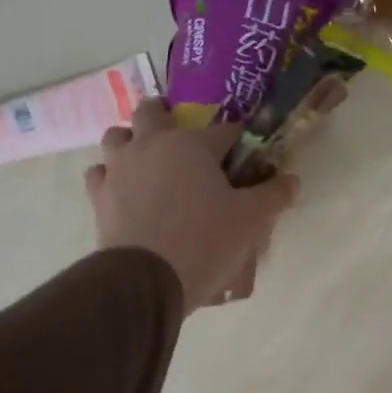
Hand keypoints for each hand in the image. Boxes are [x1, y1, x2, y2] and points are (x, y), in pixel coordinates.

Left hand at [85, 100, 298, 307]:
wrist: (146, 280)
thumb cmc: (205, 242)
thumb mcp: (251, 221)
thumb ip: (273, 196)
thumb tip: (292, 181)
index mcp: (190, 144)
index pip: (224, 130)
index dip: (239, 141)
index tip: (247, 156)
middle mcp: (150, 145)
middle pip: (153, 111)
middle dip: (167, 116)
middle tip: (182, 139)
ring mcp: (119, 168)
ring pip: (117, 136)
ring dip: (132, 141)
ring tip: (147, 161)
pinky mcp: (99, 196)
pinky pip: (100, 173)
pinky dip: (111, 175)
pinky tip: (124, 190)